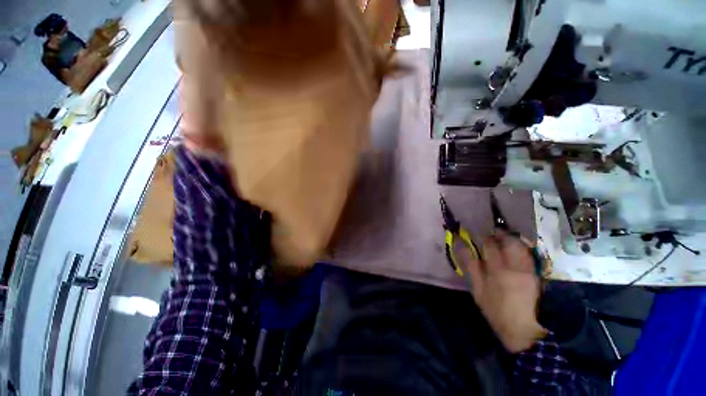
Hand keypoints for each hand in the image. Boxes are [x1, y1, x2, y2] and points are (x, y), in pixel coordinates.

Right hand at [455, 231, 546, 352]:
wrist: (520, 327)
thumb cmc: (494, 308)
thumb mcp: (477, 289)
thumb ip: (471, 266)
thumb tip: (463, 247)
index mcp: (497, 270)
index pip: (490, 245)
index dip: (484, 237)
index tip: (479, 233)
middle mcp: (515, 267)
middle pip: (509, 242)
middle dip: (500, 234)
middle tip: (493, 232)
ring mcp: (527, 270)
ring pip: (522, 247)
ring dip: (512, 239)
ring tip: (504, 238)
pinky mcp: (535, 275)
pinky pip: (529, 255)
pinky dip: (522, 248)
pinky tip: (516, 248)